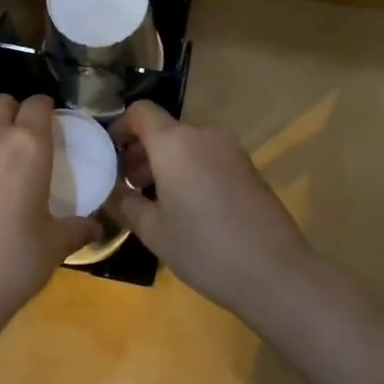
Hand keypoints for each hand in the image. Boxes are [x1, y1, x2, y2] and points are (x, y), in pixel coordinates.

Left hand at [0, 94, 99, 341]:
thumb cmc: (12, 261)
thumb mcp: (54, 246)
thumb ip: (76, 228)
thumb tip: (95, 228)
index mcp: (27, 145)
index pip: (38, 105)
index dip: (46, 110)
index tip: (52, 124)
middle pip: (1, 104)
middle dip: (14, 113)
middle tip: (24, 141)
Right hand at [109, 101, 311, 312]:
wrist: (275, 271)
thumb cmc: (204, 248)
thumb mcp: (153, 231)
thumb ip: (126, 204)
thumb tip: (111, 192)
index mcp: (175, 142)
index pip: (140, 112)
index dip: (120, 127)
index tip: (108, 155)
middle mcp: (203, 135)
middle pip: (164, 129)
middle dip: (141, 152)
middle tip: (127, 186)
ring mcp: (230, 149)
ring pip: (186, 144)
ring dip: (165, 162)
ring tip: (153, 200)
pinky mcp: (248, 167)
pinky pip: (207, 156)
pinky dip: (189, 169)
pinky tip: (185, 206)